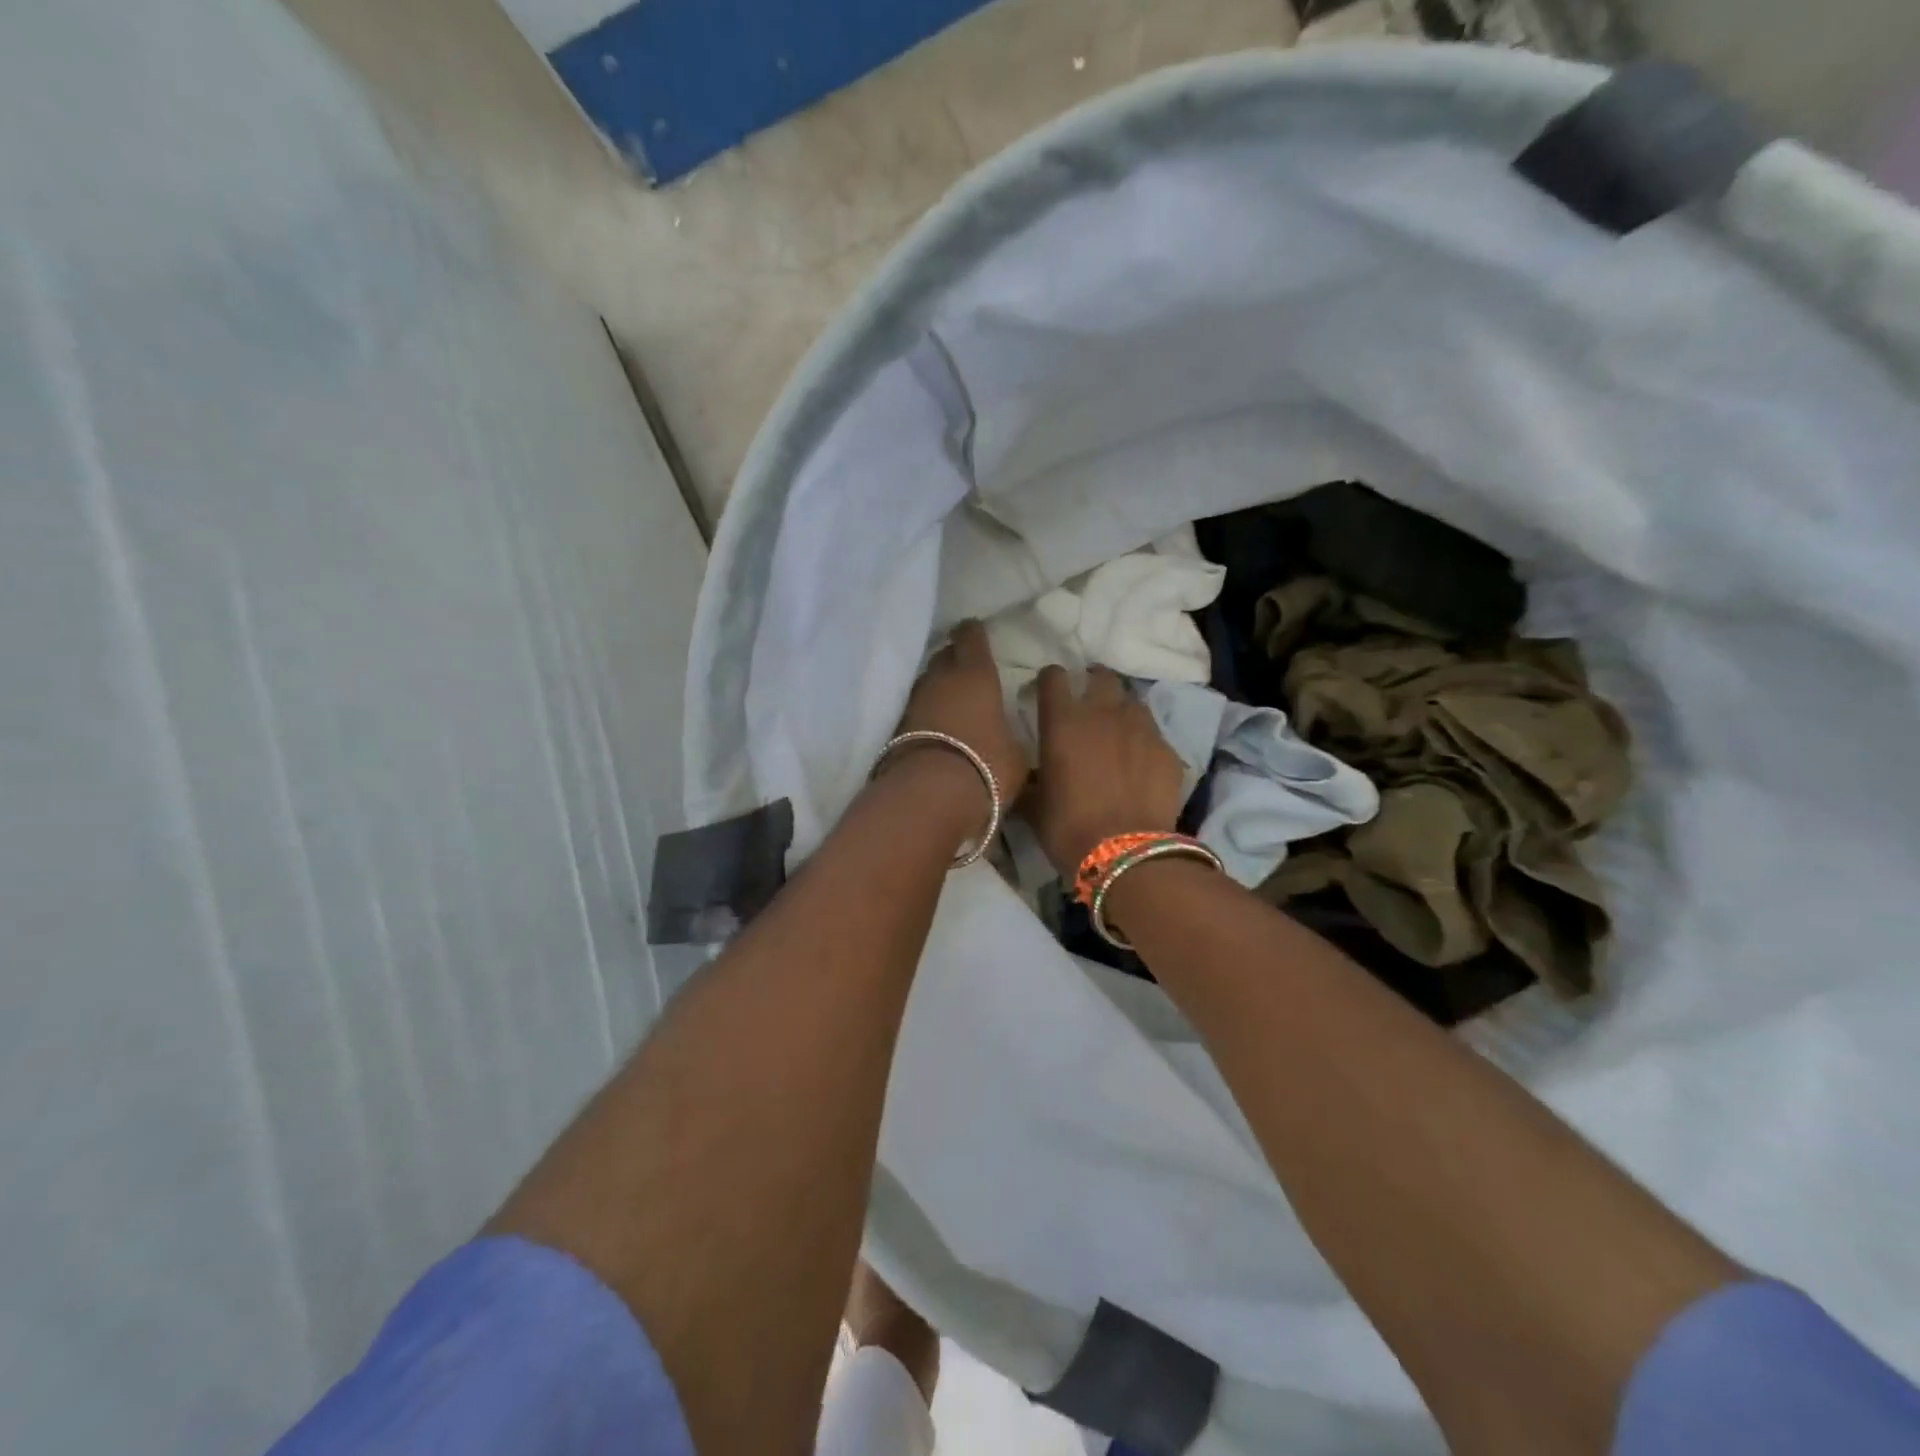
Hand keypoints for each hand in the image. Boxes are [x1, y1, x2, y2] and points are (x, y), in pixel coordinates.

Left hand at [891, 618, 1030, 806]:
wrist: (929, 796)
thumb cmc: (985, 766)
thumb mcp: (1015, 754)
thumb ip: (1008, 735)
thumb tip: (1004, 736)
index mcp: (975, 675)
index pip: (970, 638)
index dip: (973, 634)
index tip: (975, 631)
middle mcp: (940, 679)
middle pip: (942, 657)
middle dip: (953, 658)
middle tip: (965, 668)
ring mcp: (912, 702)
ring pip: (925, 683)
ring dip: (936, 688)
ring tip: (949, 699)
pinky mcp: (894, 728)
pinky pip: (914, 711)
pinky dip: (924, 714)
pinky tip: (933, 727)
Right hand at [1026, 665, 1186, 877]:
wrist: (1127, 854)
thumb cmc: (1068, 829)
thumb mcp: (1034, 806)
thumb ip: (1030, 780)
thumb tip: (1028, 777)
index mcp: (1062, 721)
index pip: (1054, 677)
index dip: (1050, 682)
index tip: (1048, 694)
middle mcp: (1103, 713)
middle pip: (1101, 677)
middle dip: (1093, 685)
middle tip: (1088, 706)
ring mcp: (1141, 728)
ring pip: (1132, 702)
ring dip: (1122, 711)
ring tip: (1118, 733)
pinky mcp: (1168, 750)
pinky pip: (1154, 735)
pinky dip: (1145, 743)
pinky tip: (1141, 765)